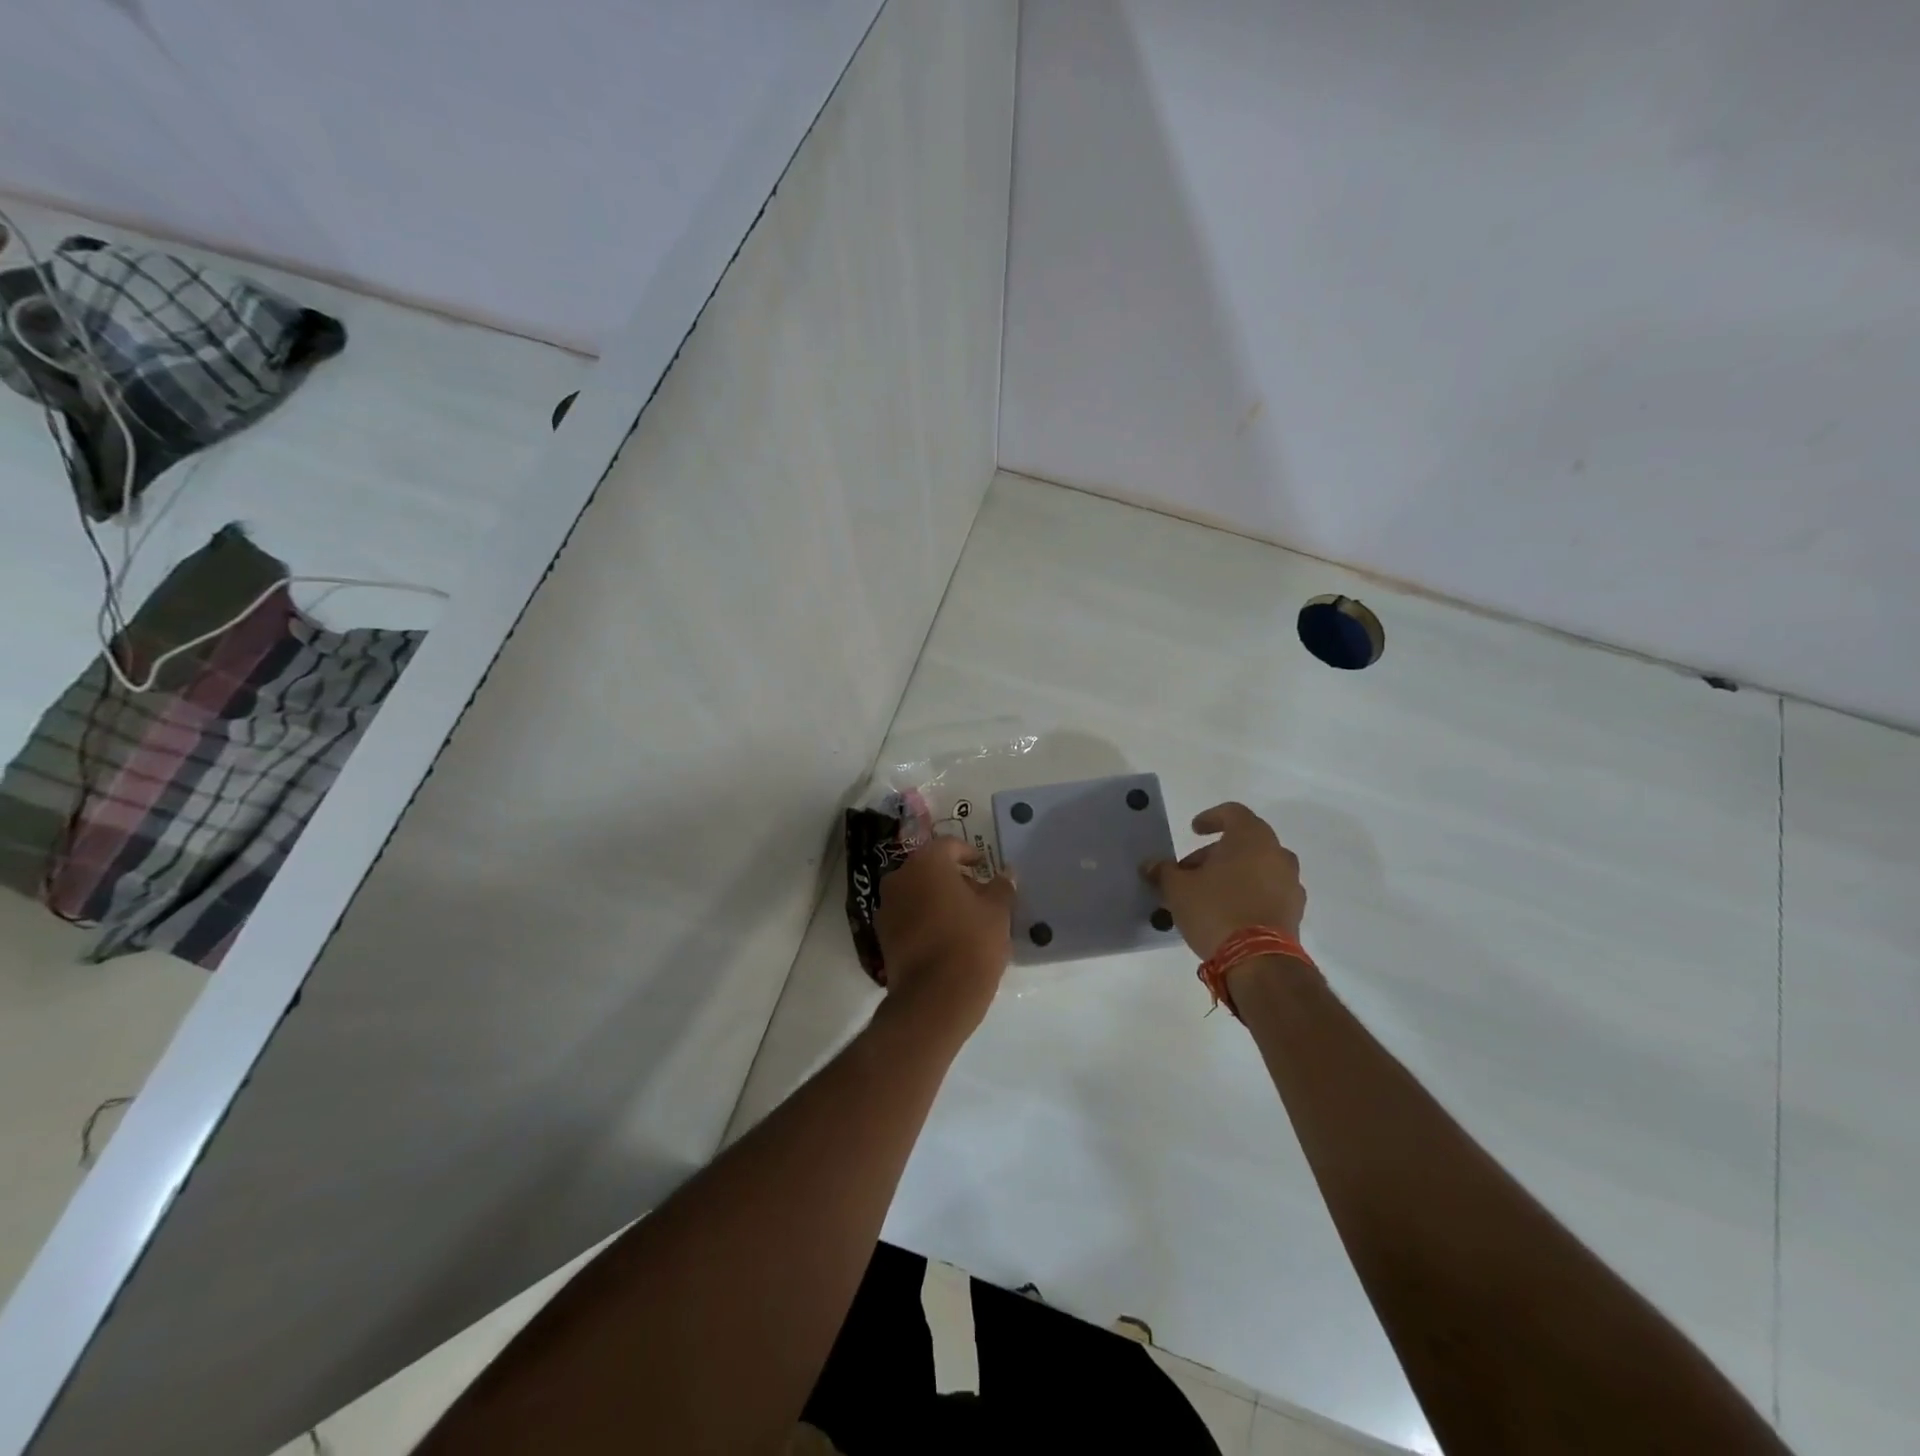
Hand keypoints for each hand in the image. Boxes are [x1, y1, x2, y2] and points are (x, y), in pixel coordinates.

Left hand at [874, 836, 1014, 1037]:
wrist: (934, 998)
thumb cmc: (971, 943)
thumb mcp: (997, 912)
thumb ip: (1001, 887)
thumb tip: (1007, 873)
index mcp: (926, 863)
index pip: (949, 846)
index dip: (969, 854)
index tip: (984, 868)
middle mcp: (899, 878)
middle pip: (929, 869)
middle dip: (953, 878)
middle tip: (978, 895)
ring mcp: (886, 908)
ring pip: (916, 892)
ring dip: (937, 899)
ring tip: (964, 919)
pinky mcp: (882, 936)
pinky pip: (908, 916)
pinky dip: (925, 919)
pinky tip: (946, 937)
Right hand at [1144, 802, 1305, 958]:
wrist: (1259, 961)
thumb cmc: (1216, 910)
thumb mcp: (1178, 889)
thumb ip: (1164, 871)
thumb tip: (1151, 865)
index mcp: (1252, 838)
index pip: (1233, 812)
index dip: (1210, 818)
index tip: (1194, 830)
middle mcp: (1277, 854)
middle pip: (1243, 843)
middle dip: (1213, 854)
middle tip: (1188, 873)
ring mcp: (1291, 884)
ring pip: (1256, 868)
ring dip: (1231, 874)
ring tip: (1205, 895)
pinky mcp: (1295, 912)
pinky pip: (1267, 891)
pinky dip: (1247, 894)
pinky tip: (1226, 913)